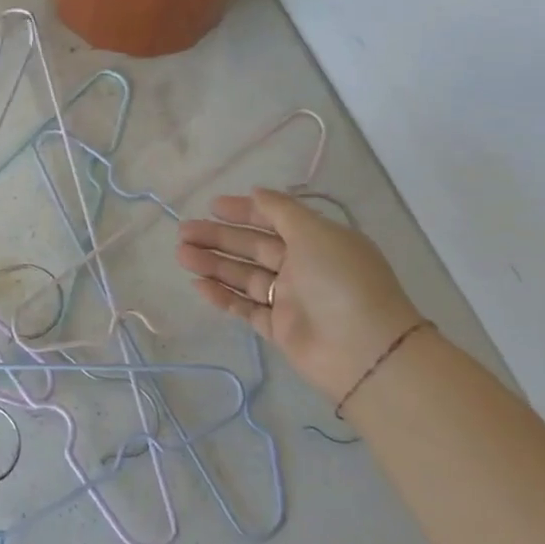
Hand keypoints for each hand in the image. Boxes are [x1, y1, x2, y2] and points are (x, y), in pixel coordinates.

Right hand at [176, 188, 422, 401]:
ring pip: (244, 276)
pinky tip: (198, 285)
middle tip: (183, 231)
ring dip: (213, 264)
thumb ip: (281, 211)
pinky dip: (222, 296)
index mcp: (317, 241)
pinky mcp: (279, 329)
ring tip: (181, 255)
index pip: (275, 220)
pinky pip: (245, 308)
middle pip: (253, 247)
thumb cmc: (340, 281)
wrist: (364, 351)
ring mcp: (290, 300)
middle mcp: (303, 268)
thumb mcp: (315, 233)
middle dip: (218, 238)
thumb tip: (256, 192)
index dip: (245, 211)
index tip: (213, 206)